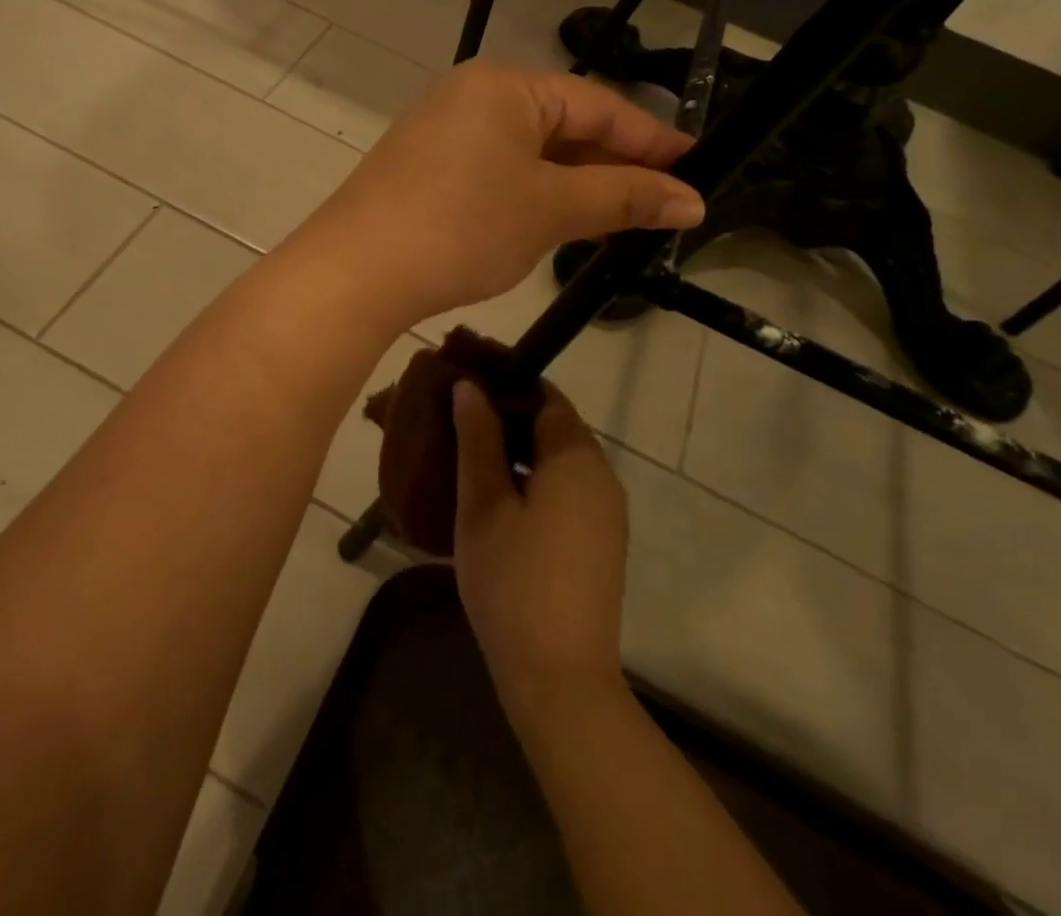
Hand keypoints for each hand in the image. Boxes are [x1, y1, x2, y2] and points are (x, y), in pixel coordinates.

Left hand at [294, 63, 702, 327]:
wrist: (356, 271)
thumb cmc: (462, 226)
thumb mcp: (551, 209)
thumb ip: (624, 198)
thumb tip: (692, 200)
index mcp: (503, 86)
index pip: (597, 106)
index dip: (652, 140)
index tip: (696, 169)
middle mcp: (470, 95)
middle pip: (562, 125)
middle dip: (612, 166)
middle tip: (662, 204)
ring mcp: (442, 131)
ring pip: (529, 152)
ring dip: (574, 184)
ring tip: (620, 219)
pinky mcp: (424, 167)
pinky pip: (497, 170)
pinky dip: (533, 193)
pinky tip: (556, 222)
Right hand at [451, 379, 628, 726]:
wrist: (560, 680)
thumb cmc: (513, 581)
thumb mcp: (484, 504)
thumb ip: (478, 438)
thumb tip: (472, 386)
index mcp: (577, 458)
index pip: (545, 395)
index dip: (505, 382)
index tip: (465, 379)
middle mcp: (601, 477)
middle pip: (553, 426)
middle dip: (506, 415)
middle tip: (456, 418)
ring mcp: (604, 513)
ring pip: (557, 461)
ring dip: (516, 450)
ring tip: (466, 454)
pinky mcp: (599, 543)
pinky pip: (564, 490)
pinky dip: (531, 480)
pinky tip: (493, 497)